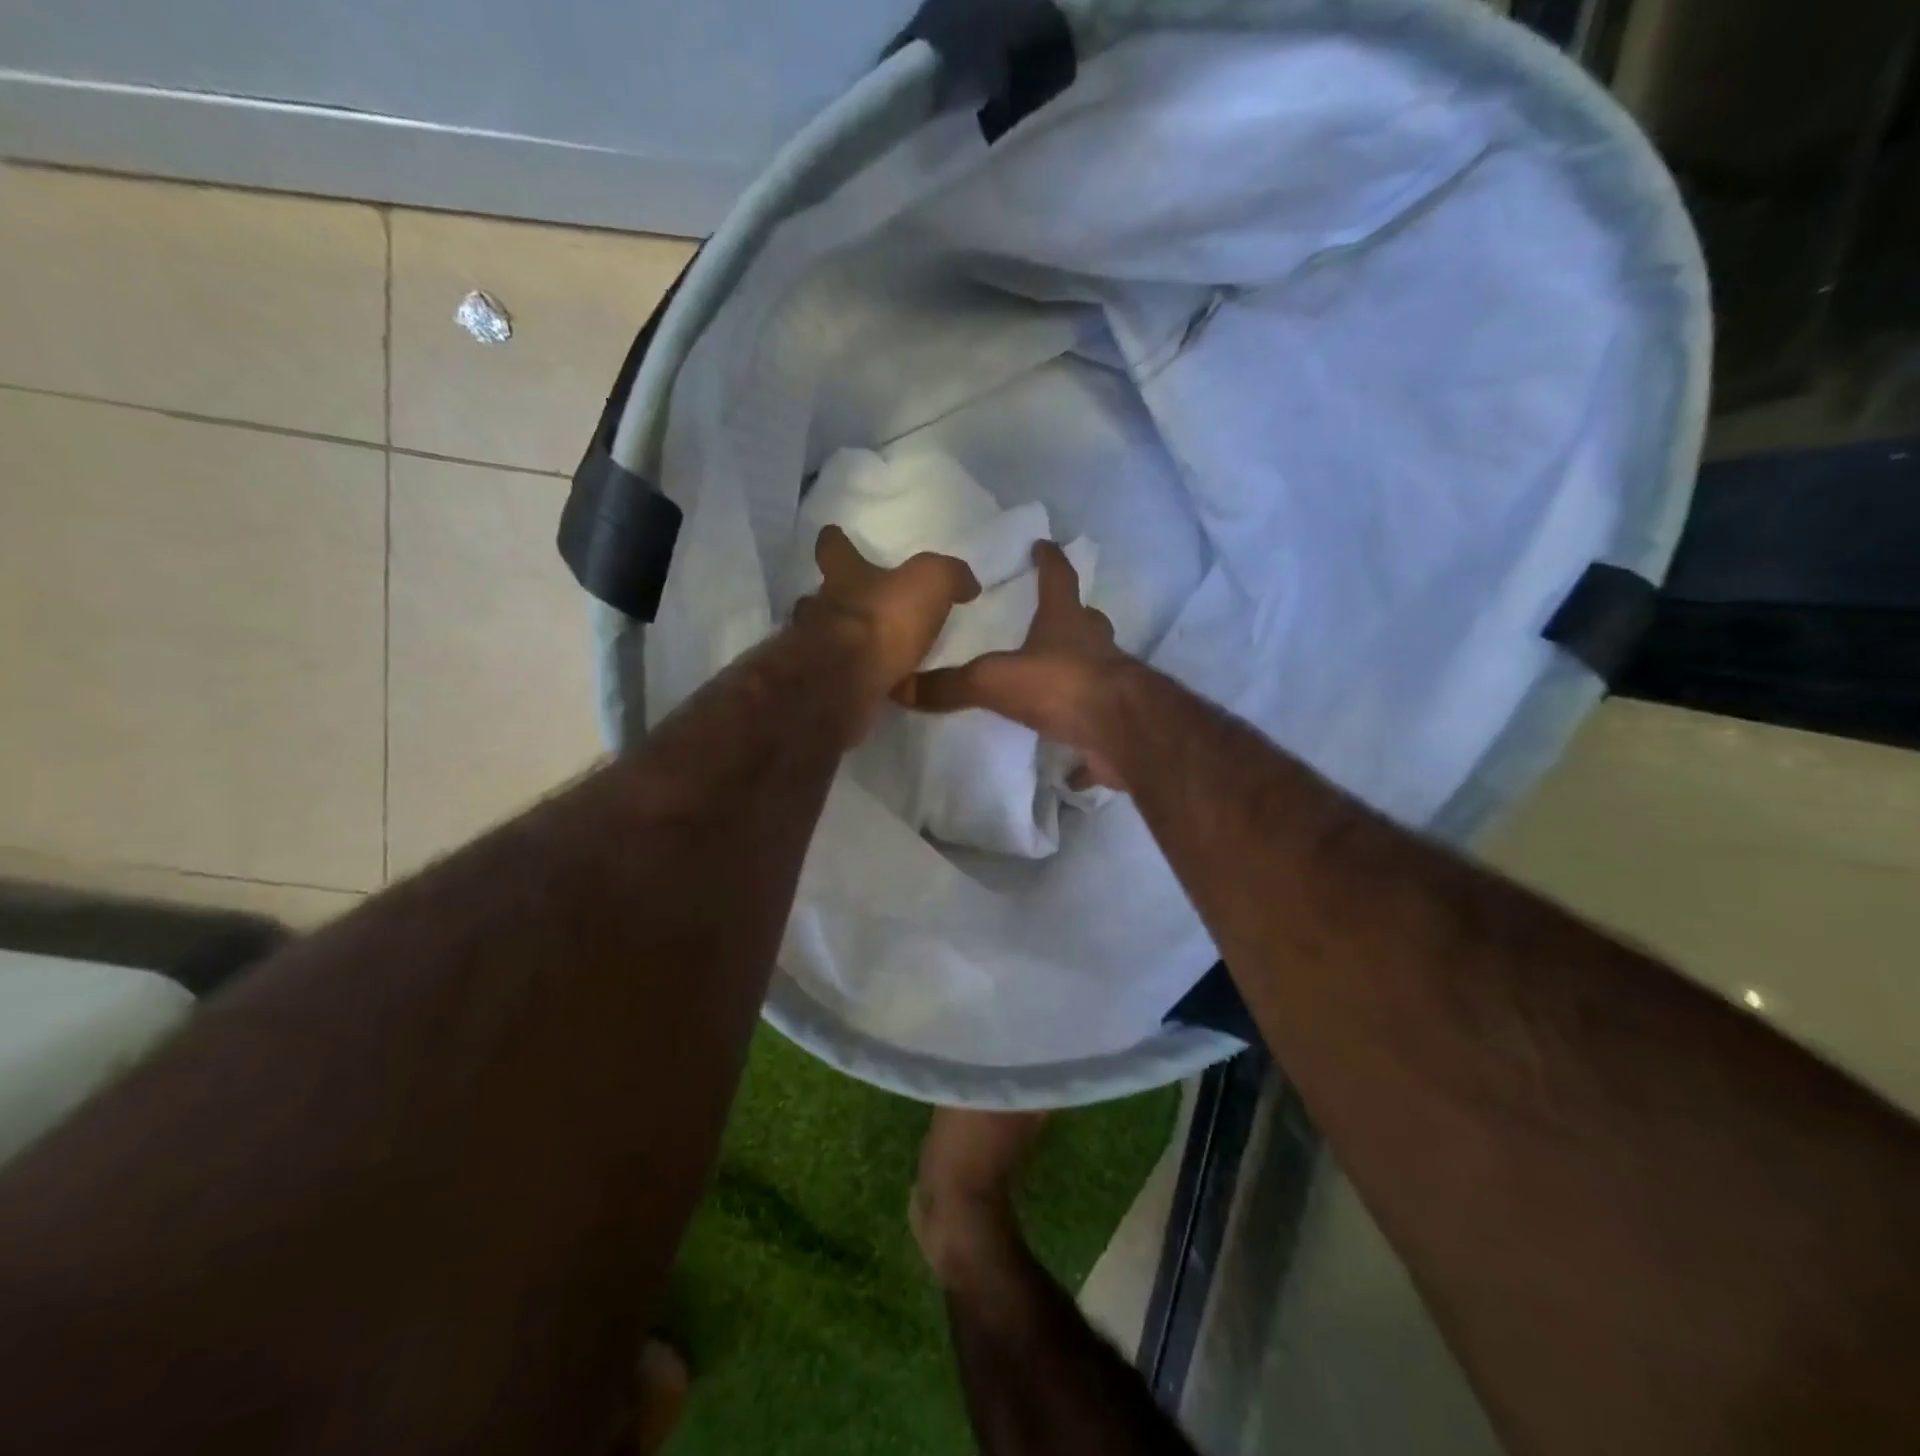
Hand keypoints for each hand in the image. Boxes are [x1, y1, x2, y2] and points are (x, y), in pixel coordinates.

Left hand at [797, 525, 980, 717]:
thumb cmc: (884, 620)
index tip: (832, 536)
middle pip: (819, 596)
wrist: (846, 681)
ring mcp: (813, 647)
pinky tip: (866, 684)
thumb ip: (949, 576)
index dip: (835, 543)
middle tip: (853, 607)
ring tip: (861, 650)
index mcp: (845, 576)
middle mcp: (821, 606)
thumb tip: (967, 584)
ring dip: (836, 640)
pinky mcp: (821, 684)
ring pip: (819, 636)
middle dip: (833, 599)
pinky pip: (834, 674)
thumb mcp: (931, 583)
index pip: (832, 548)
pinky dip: (847, 676)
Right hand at [904, 541, 1129, 789]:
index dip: (1049, 561)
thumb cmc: (1059, 686)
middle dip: (1072, 618)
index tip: (1043, 544)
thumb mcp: (993, 680)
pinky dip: (1085, 747)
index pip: (1058, 578)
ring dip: (1078, 674)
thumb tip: (899, 686)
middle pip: (1086, 622)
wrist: (1119, 731)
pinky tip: (1070, 765)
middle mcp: (1095, 647)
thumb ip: (950, 684)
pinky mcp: (1118, 725)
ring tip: (1053, 686)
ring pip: (1096, 671)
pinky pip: (1098, 731)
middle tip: (1052, 622)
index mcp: (1067, 623)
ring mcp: (1113, 685)